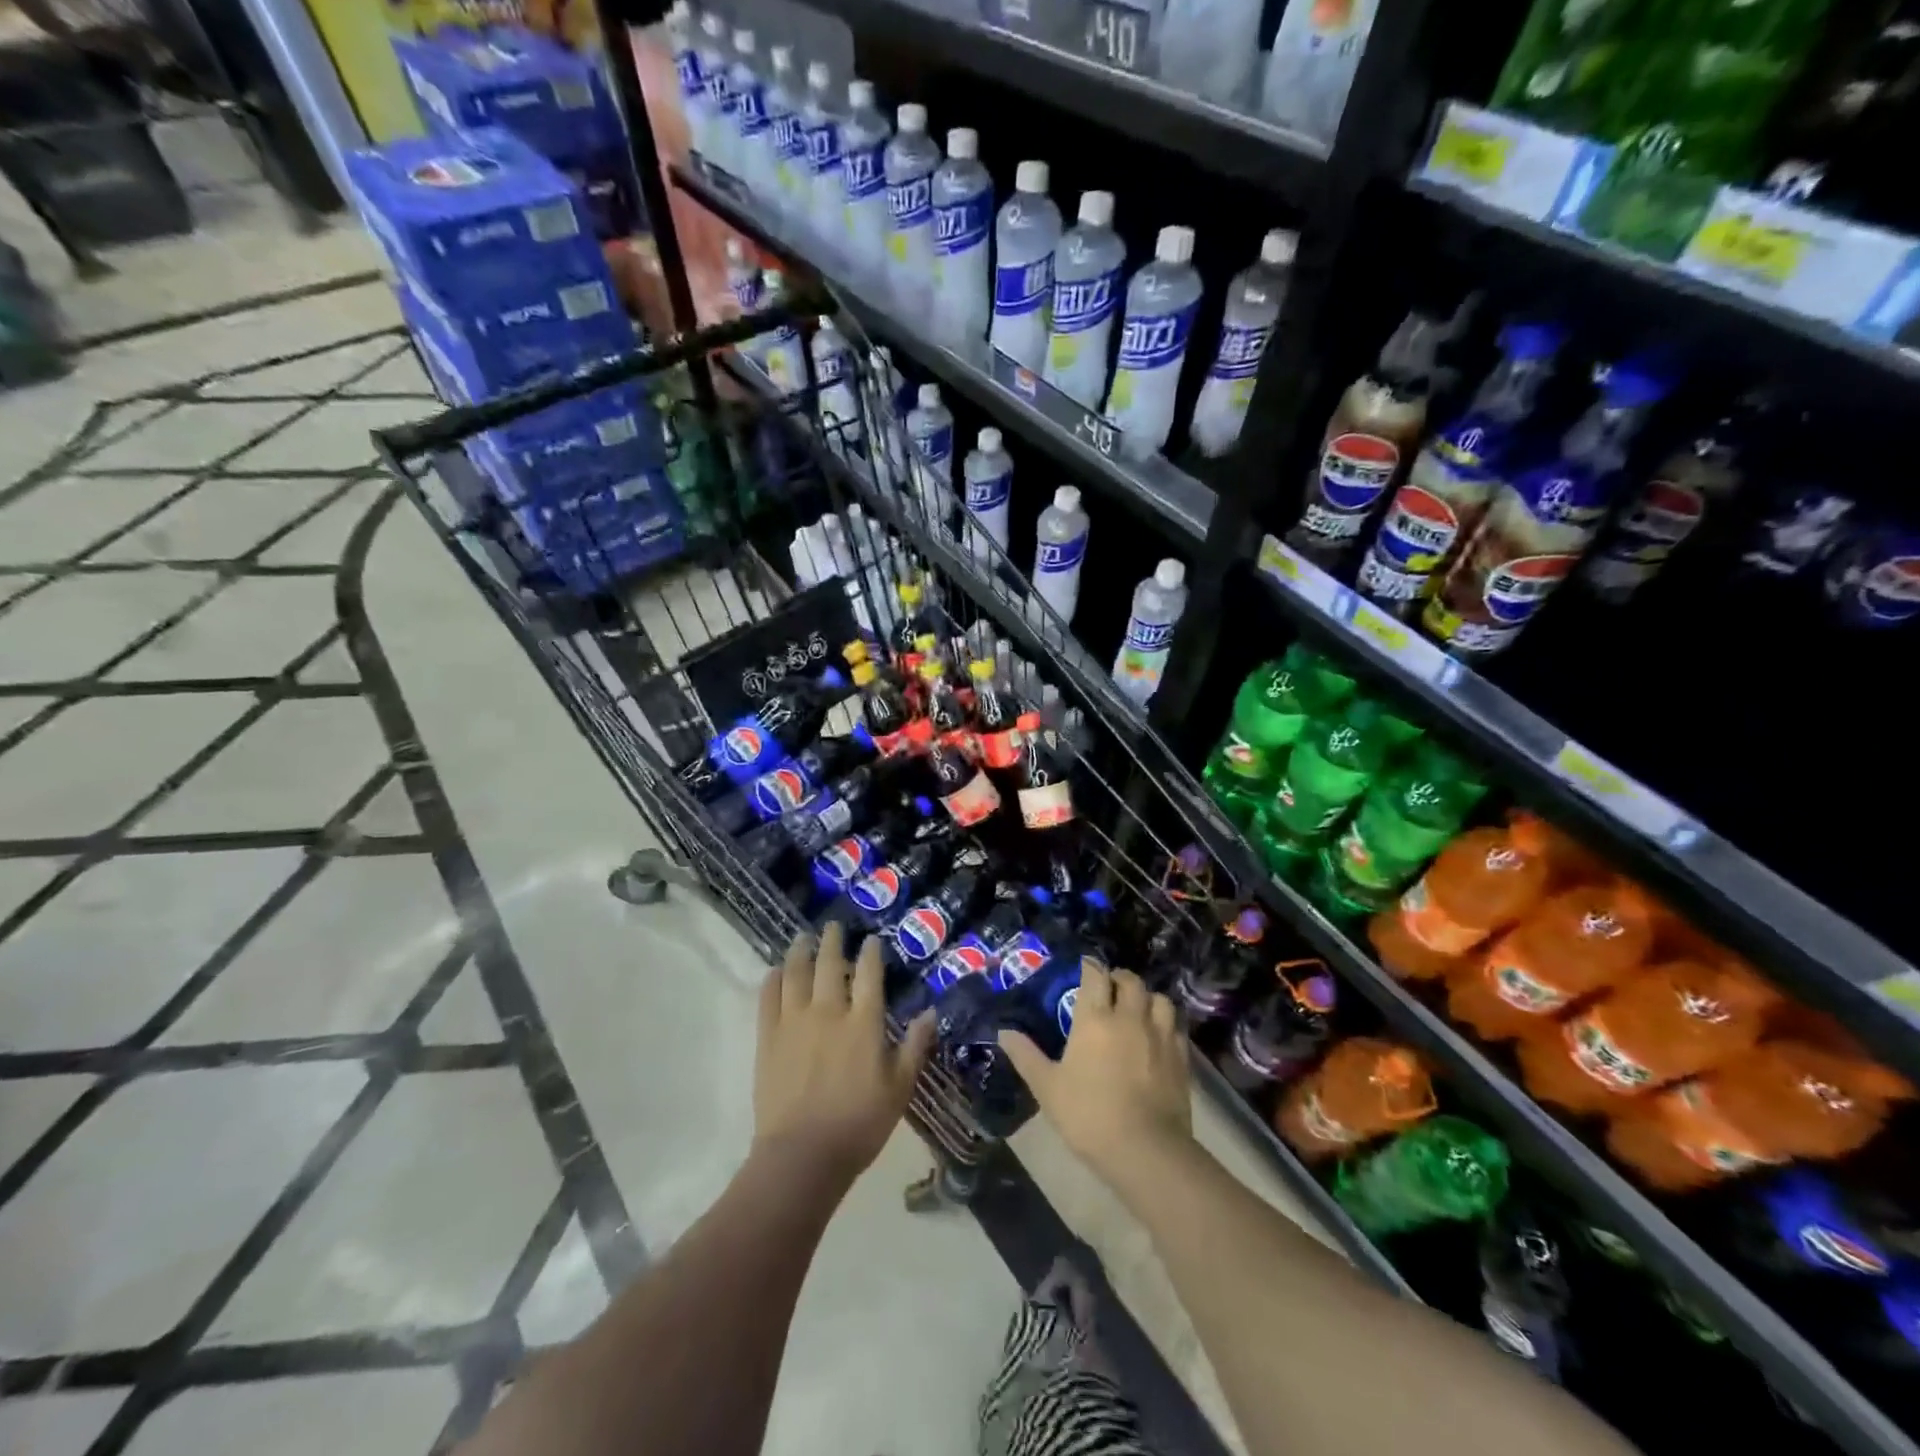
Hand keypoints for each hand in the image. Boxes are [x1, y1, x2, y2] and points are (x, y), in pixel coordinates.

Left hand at [754, 921, 935, 1183]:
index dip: (871, 952)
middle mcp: (829, 1011)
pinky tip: (776, 971)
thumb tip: (931, 1013)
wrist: (803, 1155)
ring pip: (796, 973)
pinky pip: (768, 998)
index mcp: (864, 1022)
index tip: (871, 939)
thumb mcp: (900, 1089)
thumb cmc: (859, 1124)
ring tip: (803, 938)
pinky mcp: (769, 1038)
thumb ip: (915, 1047)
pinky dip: (773, 980)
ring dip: (800, 951)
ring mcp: (795, 1022)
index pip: (868, 974)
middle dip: (832, 941)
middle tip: (833, 926)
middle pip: (829, 964)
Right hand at [998, 964, 1193, 1195]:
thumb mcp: (1048, 1088)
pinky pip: (1175, 1026)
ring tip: (1137, 1009)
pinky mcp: (1181, 1057)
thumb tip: (1003, 1032)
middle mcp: (1130, 1017)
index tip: (1084, 968)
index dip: (1090, 967)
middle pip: (1130, 981)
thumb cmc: (1089, 1115)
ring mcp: (1160, 1035)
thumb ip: (1026, 1056)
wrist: (1146, 1150)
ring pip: (1159, 999)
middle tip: (1109, 989)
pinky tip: (1158, 1036)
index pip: (1095, 975)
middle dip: (1119, 978)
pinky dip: (1166, 1023)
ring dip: (1147, 998)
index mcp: (1095, 1019)